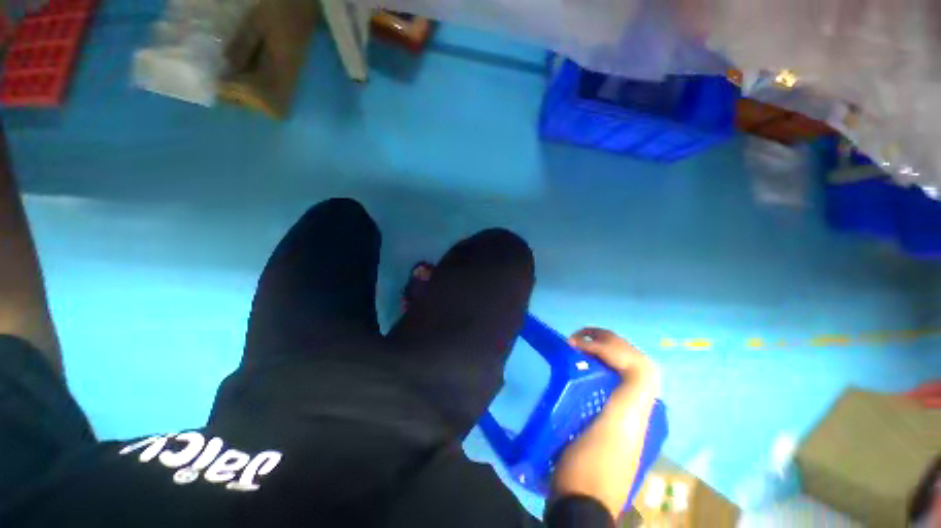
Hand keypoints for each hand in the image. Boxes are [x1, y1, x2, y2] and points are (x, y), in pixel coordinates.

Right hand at [549, 328, 660, 519]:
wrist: (581, 504)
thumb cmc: (588, 466)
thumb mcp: (611, 432)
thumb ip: (629, 397)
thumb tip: (627, 363)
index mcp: (636, 410)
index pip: (639, 366)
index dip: (611, 347)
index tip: (580, 345)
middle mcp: (636, 410)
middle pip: (634, 364)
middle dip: (607, 342)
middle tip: (577, 338)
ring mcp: (624, 415)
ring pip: (623, 371)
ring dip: (604, 351)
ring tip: (579, 347)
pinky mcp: (610, 420)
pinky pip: (611, 381)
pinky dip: (599, 365)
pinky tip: (581, 366)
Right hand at [569, 327, 659, 397]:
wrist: (641, 372)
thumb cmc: (619, 357)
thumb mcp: (598, 349)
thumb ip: (583, 344)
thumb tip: (569, 341)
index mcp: (606, 333)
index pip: (588, 330)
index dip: (578, 334)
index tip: (571, 342)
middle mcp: (613, 337)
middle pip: (594, 338)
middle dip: (585, 343)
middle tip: (578, 351)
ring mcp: (619, 347)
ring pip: (602, 347)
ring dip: (593, 351)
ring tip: (588, 360)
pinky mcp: (624, 358)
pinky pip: (608, 354)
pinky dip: (601, 357)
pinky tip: (600, 365)